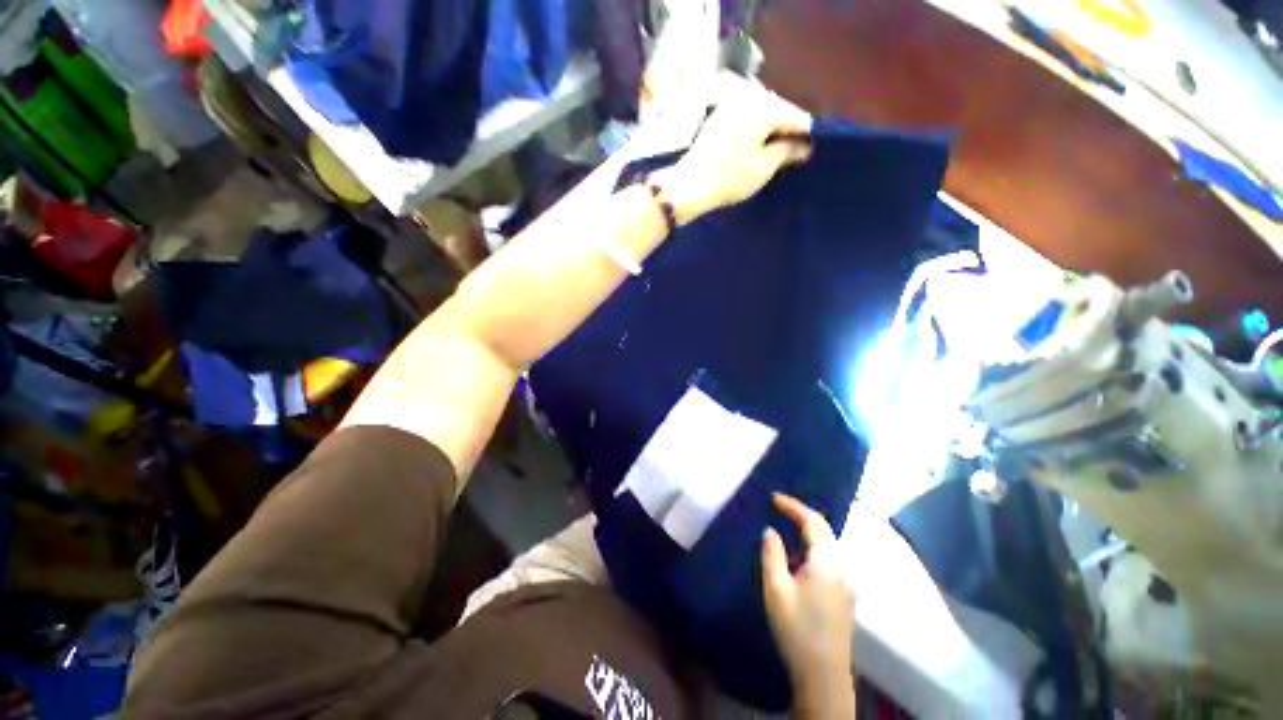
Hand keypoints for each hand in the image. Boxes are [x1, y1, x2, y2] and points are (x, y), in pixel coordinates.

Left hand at [653, 85, 811, 224]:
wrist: (689, 185)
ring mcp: (729, 105)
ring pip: (761, 112)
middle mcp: (747, 97)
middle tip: (791, 153)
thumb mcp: (764, 167)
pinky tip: (754, 147)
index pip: (796, 115)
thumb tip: (805, 145)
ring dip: (770, 129)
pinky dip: (754, 129)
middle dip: (786, 129)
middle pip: (778, 109)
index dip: (805, 134)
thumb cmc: (730, 177)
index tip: (809, 151)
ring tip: (773, 152)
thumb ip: (788, 151)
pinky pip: (745, 117)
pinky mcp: (717, 117)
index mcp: (763, 107)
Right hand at [761, 493, 854, 716]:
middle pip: (824, 531)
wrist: (824, 677)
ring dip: (808, 532)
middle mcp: (842, 568)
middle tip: (778, 508)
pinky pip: (828, 560)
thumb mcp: (776, 589)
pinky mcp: (844, 597)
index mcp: (827, 562)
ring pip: (828, 546)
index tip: (773, 497)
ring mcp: (846, 584)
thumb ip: (772, 554)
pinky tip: (799, 557)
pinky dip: (813, 548)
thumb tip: (771, 531)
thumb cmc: (797, 629)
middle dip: (802, 516)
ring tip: (786, 527)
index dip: (793, 506)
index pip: (813, 522)